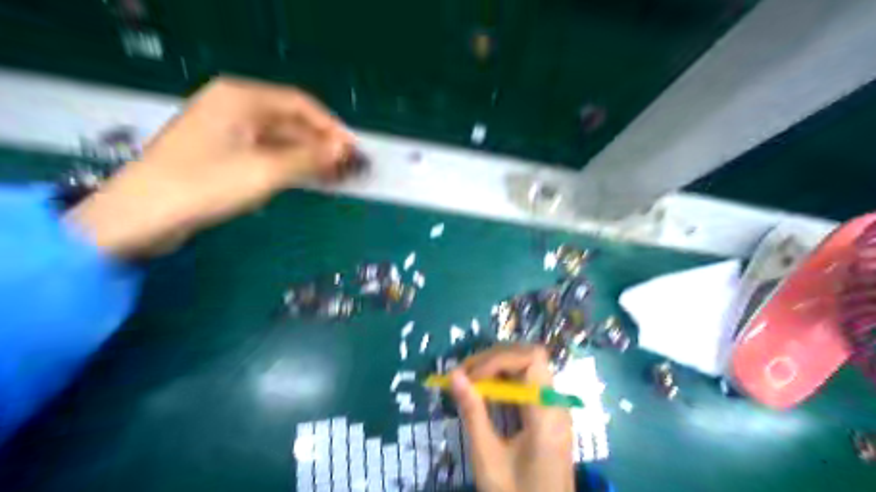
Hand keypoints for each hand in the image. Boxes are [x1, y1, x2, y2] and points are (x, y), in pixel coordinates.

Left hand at [64, 77, 353, 257]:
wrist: (143, 217)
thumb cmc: (205, 185)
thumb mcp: (265, 170)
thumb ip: (309, 158)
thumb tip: (345, 151)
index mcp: (240, 98)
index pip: (300, 104)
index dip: (331, 127)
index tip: (354, 150)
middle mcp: (234, 108)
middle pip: (291, 123)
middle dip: (322, 145)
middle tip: (349, 168)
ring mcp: (228, 133)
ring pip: (281, 141)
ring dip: (309, 158)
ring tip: (337, 177)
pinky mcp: (224, 156)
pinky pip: (267, 155)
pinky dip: (291, 166)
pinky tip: (310, 180)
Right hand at [452, 344, 576, 491]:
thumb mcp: (488, 458)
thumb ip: (473, 413)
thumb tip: (453, 374)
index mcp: (547, 414)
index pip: (531, 360)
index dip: (498, 359)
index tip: (470, 376)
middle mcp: (556, 404)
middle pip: (529, 357)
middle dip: (494, 359)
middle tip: (463, 374)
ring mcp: (555, 408)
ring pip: (528, 367)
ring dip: (498, 367)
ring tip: (468, 379)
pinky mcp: (549, 414)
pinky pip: (528, 383)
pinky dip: (505, 380)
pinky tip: (485, 391)